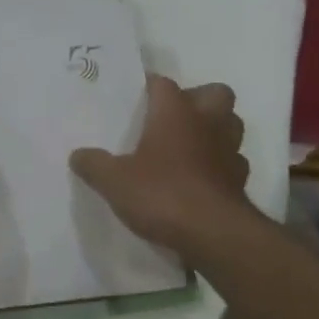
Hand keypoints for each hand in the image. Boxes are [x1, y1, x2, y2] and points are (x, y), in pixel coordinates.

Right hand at [69, 75, 251, 257]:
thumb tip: (77, 155)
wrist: (214, 235)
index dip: (150, 87)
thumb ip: (94, 164)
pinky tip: (202, 179)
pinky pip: (234, 162)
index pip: (163, 83)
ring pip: (231, 124)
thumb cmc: (162, 194)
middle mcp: (207, 122)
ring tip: (190, 145)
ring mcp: (229, 151)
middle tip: (174, 117)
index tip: (136, 96)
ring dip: (215, 130)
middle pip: (215, 93)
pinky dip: (221, 166)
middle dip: (199, 98)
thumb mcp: (114, 181)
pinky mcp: (241, 181)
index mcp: (175, 111)